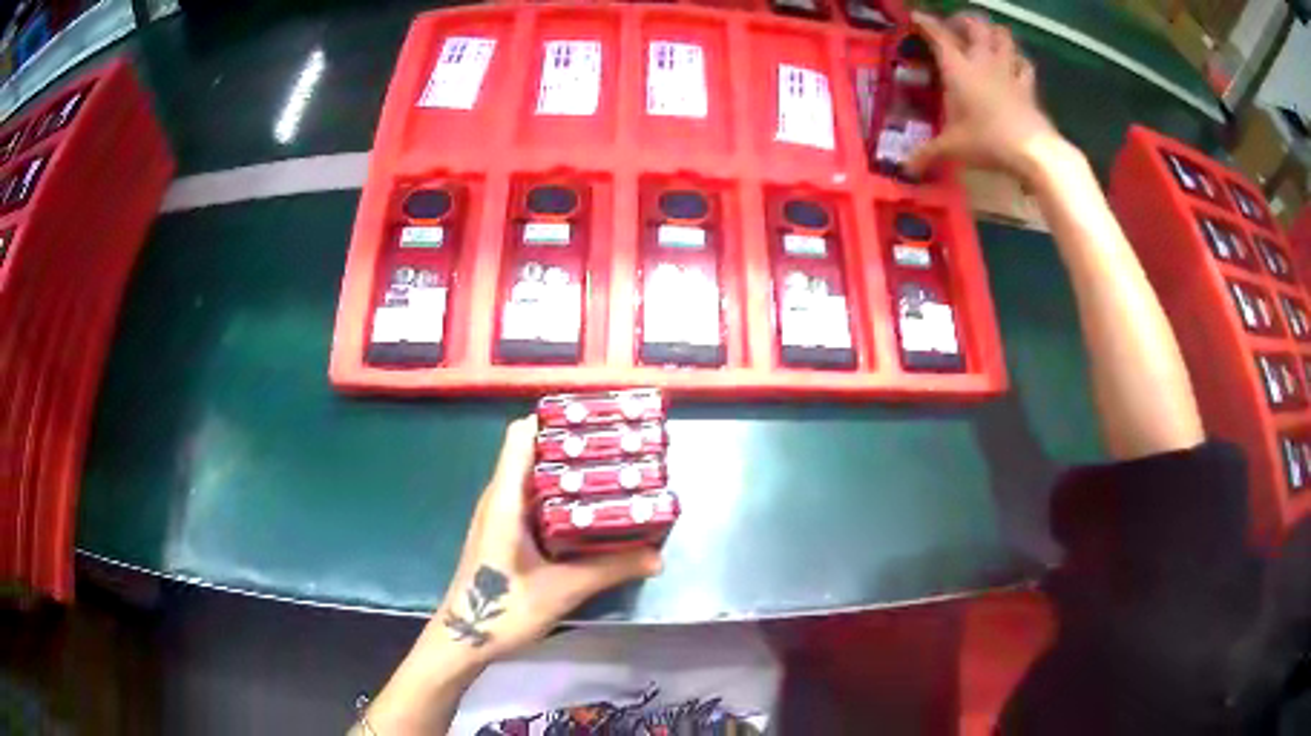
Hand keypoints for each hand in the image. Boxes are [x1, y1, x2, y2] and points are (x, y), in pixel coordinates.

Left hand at [431, 416, 662, 663]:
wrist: (464, 640)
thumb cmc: (502, 609)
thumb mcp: (562, 590)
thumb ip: (610, 570)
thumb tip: (657, 557)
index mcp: (505, 500)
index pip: (521, 436)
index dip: (555, 420)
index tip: (595, 420)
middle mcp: (499, 499)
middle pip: (532, 452)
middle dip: (573, 446)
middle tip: (618, 450)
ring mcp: (500, 517)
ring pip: (534, 478)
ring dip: (569, 474)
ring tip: (612, 476)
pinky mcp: (504, 534)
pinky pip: (533, 501)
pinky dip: (560, 498)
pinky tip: (589, 515)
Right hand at [905, 12, 1065, 183]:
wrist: (1033, 151)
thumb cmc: (988, 141)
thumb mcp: (953, 148)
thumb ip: (928, 153)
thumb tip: (905, 169)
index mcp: (959, 69)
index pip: (939, 35)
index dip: (926, 23)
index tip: (916, 17)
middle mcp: (983, 61)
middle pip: (975, 25)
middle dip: (964, 21)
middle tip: (955, 27)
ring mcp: (1008, 71)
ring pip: (1003, 35)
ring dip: (993, 32)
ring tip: (985, 37)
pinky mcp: (1028, 86)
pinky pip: (1024, 62)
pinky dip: (1017, 58)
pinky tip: (1013, 63)